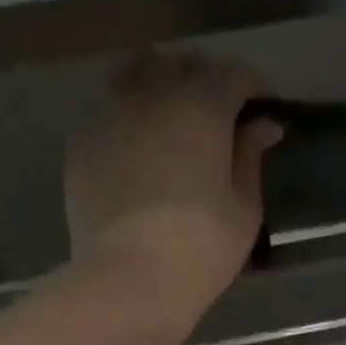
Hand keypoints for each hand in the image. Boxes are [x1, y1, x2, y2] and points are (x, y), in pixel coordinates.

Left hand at [65, 51, 281, 324]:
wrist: (129, 278)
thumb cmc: (201, 247)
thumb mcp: (244, 208)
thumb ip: (251, 158)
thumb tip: (262, 125)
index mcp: (202, 106)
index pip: (235, 74)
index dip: (254, 88)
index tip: (264, 111)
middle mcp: (152, 95)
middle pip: (182, 65)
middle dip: (205, 81)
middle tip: (220, 118)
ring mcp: (109, 115)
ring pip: (136, 77)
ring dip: (159, 88)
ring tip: (171, 123)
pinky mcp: (81, 144)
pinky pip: (108, 114)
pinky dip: (128, 122)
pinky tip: (137, 154)